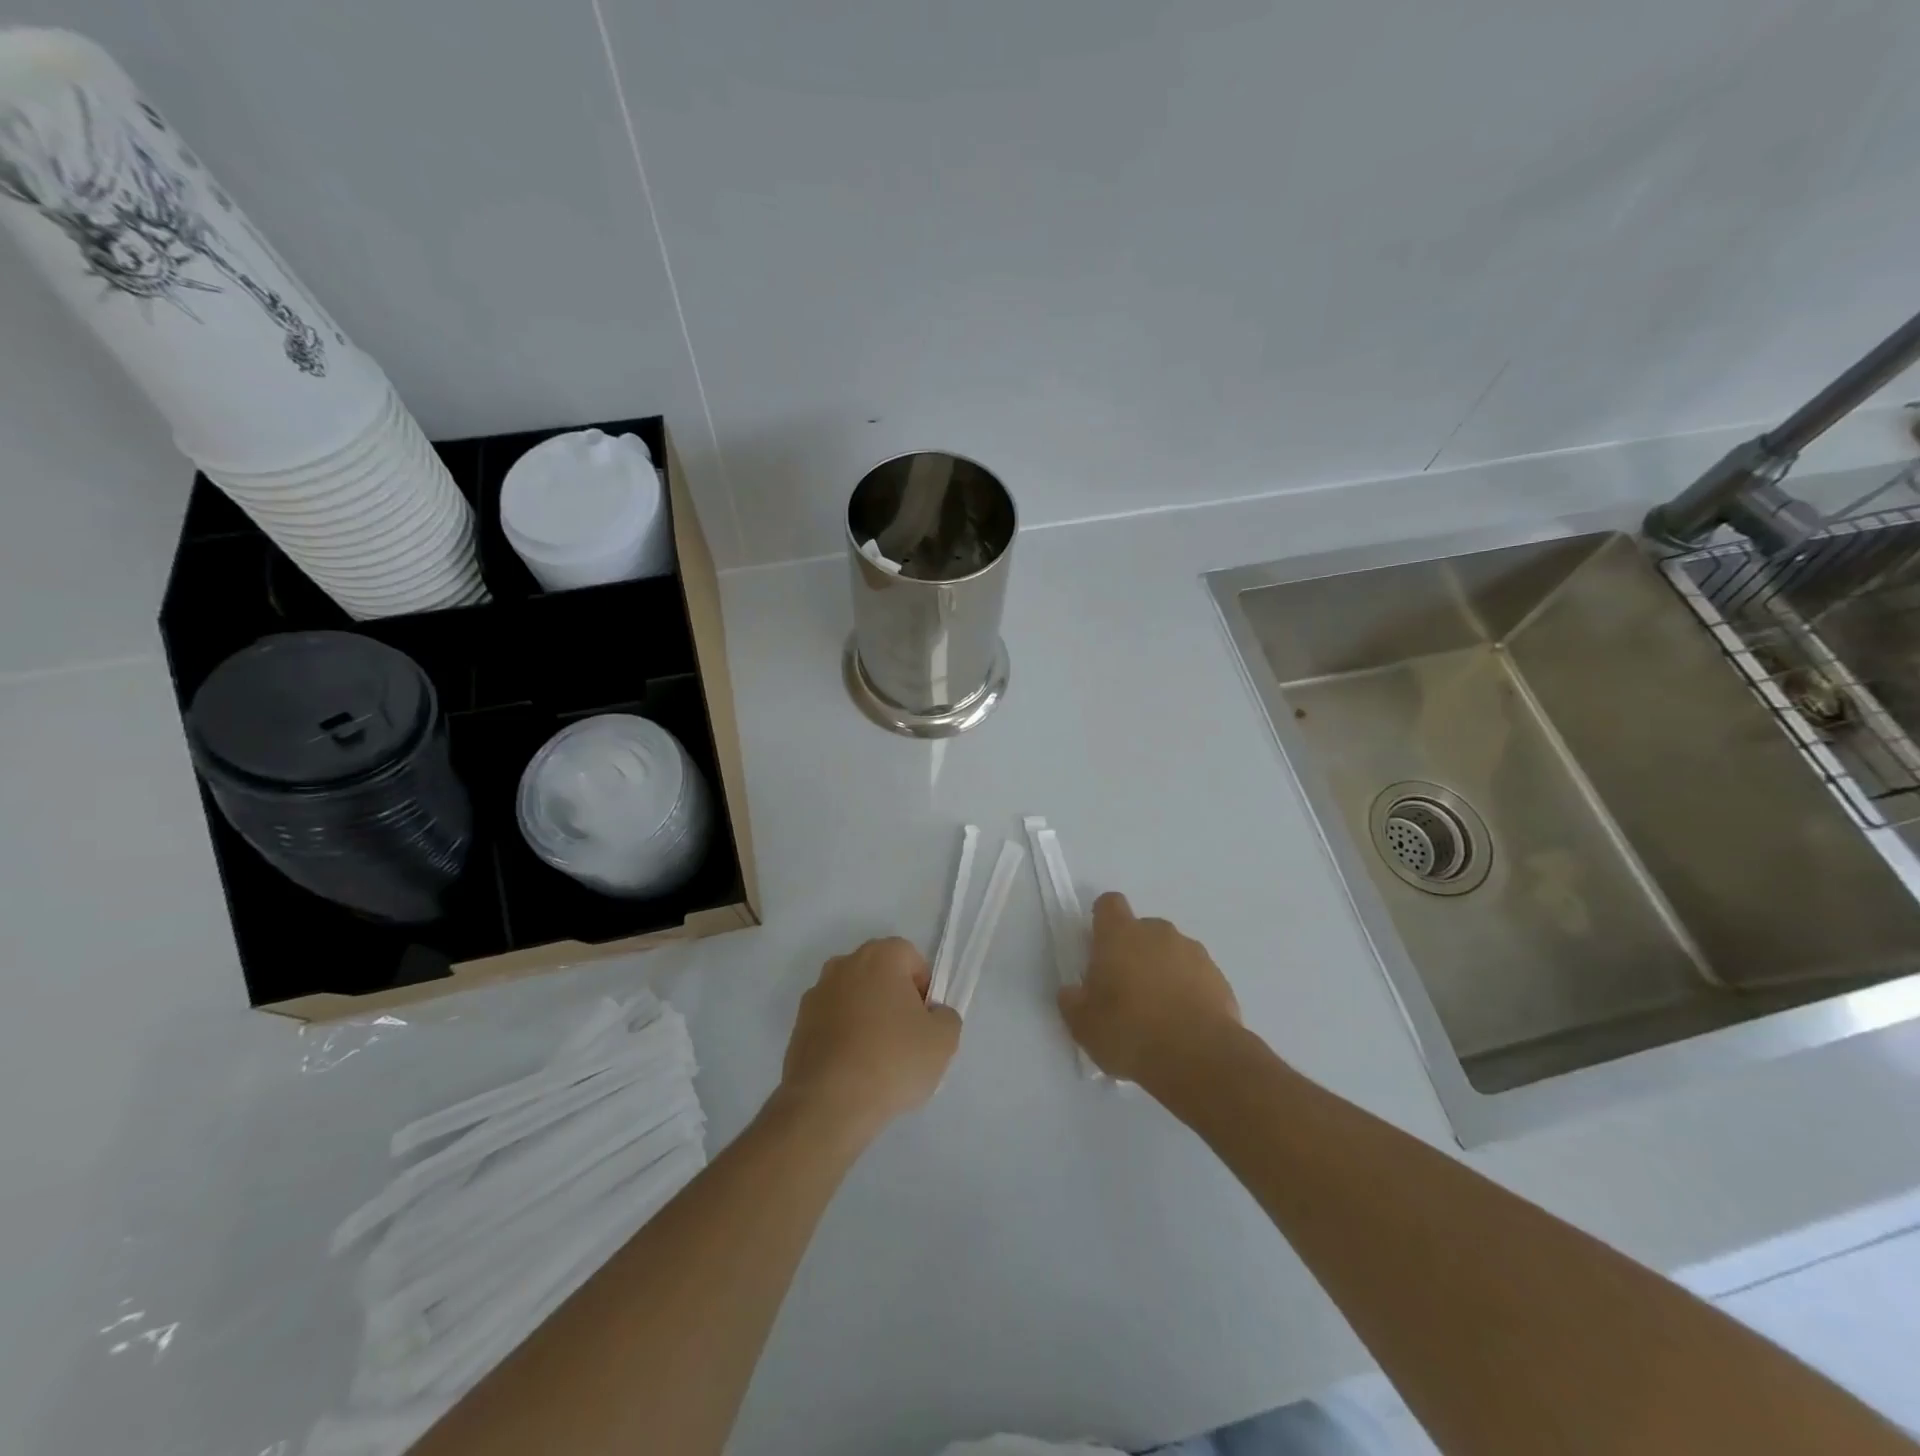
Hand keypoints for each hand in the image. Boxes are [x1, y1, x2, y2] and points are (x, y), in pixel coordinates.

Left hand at [779, 937, 960, 1143]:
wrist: (828, 1103)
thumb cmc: (892, 1060)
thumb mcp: (943, 1040)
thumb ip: (946, 1016)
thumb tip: (932, 1015)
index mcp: (879, 956)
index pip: (911, 958)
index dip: (923, 989)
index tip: (924, 1022)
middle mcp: (844, 964)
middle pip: (880, 975)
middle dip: (894, 1000)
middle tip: (906, 1040)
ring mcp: (816, 994)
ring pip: (854, 999)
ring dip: (867, 1018)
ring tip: (877, 1061)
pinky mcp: (798, 1025)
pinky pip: (832, 1023)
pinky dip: (844, 1037)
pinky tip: (853, 1071)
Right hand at [1057, 892, 1240, 1083]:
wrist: (1200, 1058)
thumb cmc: (1131, 1033)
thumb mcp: (1084, 1025)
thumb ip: (1073, 1002)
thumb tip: (1072, 992)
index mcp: (1120, 935)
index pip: (1109, 904)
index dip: (1103, 920)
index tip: (1099, 946)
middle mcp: (1157, 933)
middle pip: (1141, 929)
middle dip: (1133, 952)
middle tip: (1125, 990)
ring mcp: (1192, 952)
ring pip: (1170, 952)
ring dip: (1162, 971)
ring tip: (1158, 1012)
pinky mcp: (1219, 977)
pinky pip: (1195, 975)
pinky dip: (1187, 990)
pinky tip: (1183, 1023)